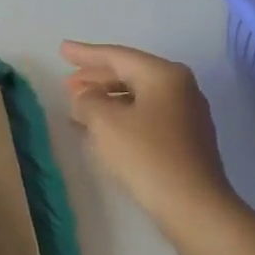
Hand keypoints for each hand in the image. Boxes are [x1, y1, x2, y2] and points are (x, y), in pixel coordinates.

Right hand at [61, 41, 237, 231]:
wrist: (192, 204)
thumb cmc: (146, 155)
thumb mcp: (104, 122)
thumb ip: (87, 100)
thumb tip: (86, 97)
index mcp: (163, 75)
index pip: (117, 56)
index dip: (86, 54)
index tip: (62, 49)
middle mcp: (180, 87)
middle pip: (130, 73)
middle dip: (96, 77)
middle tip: (67, 81)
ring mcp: (186, 113)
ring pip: (137, 95)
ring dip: (107, 98)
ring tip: (79, 105)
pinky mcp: (186, 138)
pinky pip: (146, 114)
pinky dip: (121, 114)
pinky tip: (102, 127)